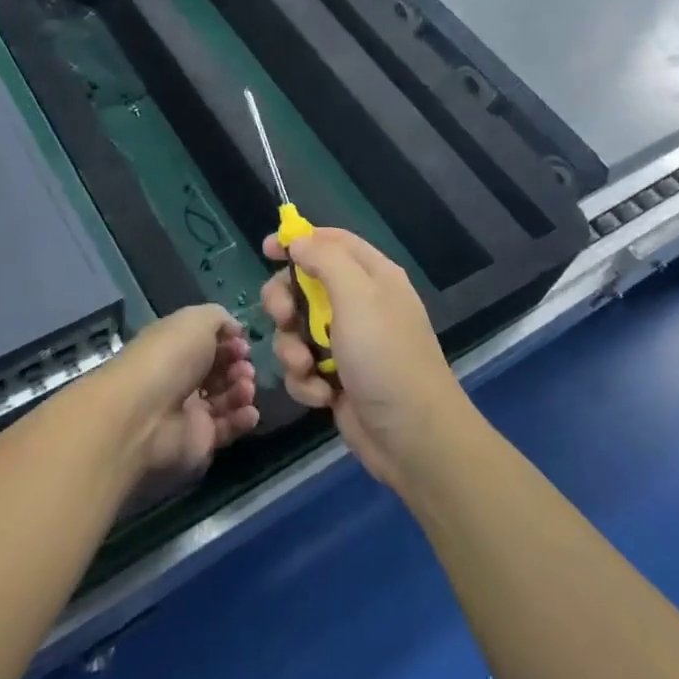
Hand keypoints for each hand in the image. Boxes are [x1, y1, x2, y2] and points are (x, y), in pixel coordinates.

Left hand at [102, 305, 259, 477]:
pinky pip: (227, 428)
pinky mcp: (198, 441)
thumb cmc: (170, 358)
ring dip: (242, 390)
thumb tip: (235, 331)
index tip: (242, 344)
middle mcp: (180, 377)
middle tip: (244, 368)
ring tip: (245, 388)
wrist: (145, 416)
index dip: (228, 341)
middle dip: (238, 366)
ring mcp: (189, 411)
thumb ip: (220, 318)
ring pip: (226, 398)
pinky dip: (242, 419)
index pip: (207, 342)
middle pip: (219, 370)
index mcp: (175, 346)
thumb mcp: (196, 320)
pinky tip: (249, 412)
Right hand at [260, 229, 474, 489]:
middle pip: (304, 286)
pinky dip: (306, 381)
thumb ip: (325, 260)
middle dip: (285, 303)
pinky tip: (322, 395)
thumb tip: (298, 240)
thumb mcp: (358, 296)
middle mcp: (359, 304)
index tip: (265, 250)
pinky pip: (302, 367)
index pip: (331, 242)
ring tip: (307, 367)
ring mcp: (346, 344)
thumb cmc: (386, 357)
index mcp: (372, 276)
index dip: (298, 241)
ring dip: (292, 349)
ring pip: (295, 330)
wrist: (412, 437)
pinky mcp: (335, 378)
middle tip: (283, 318)